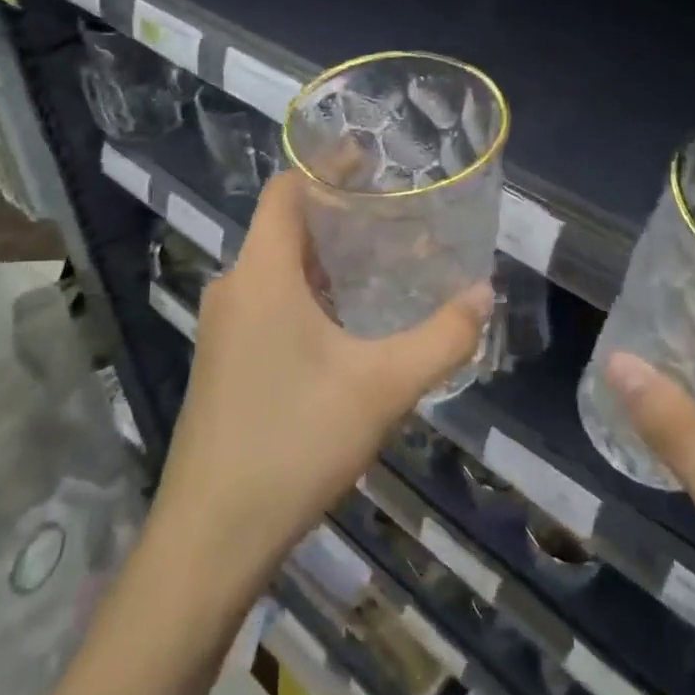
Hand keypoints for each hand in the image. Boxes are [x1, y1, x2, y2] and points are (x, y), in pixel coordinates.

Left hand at [148, 171, 491, 598]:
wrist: (211, 534)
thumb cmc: (295, 441)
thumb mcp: (383, 387)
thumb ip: (441, 338)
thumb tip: (483, 294)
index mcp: (262, 273)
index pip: (286, 190)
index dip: (324, 167)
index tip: (369, 159)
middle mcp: (235, 288)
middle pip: (283, 227)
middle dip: (336, 215)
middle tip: (392, 216)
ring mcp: (223, 329)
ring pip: (277, 270)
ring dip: (324, 260)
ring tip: (380, 264)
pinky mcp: (224, 363)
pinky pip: (269, 304)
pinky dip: (308, 295)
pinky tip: (346, 327)